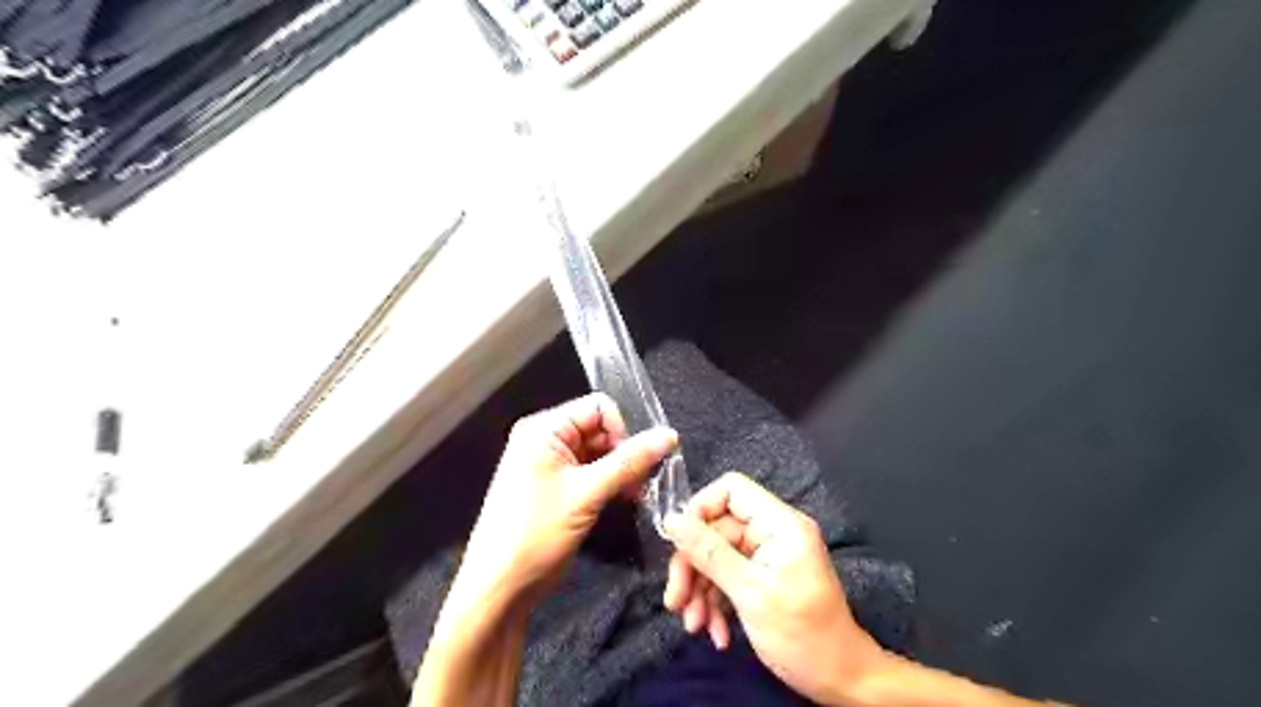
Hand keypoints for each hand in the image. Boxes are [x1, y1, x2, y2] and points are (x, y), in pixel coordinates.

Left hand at [458, 394, 679, 604]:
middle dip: (625, 453)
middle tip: (643, 483)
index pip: (598, 407)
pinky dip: (611, 483)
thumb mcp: (587, 493)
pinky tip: (626, 500)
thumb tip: (670, 436)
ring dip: (621, 471)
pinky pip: (592, 473)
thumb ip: (630, 462)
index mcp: (544, 429)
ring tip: (637, 495)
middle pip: (600, 430)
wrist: (500, 587)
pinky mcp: (558, 488)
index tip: (638, 461)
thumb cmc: (536, 533)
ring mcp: (551, 465)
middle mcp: (546, 440)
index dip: (623, 429)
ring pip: (599, 453)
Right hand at [663, 473, 877, 703]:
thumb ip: (709, 552)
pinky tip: (714, 632)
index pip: (731, 489)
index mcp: (780, 524)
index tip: (677, 543)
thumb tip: (672, 519)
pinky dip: (715, 601)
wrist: (840, 682)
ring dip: (700, 589)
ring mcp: (768, 555)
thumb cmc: (803, 635)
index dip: (699, 509)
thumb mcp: (750, 593)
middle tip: (675, 601)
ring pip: (717, 555)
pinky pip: (728, 576)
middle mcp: (773, 532)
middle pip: (717, 529)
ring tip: (693, 624)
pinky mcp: (763, 577)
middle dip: (693, 565)